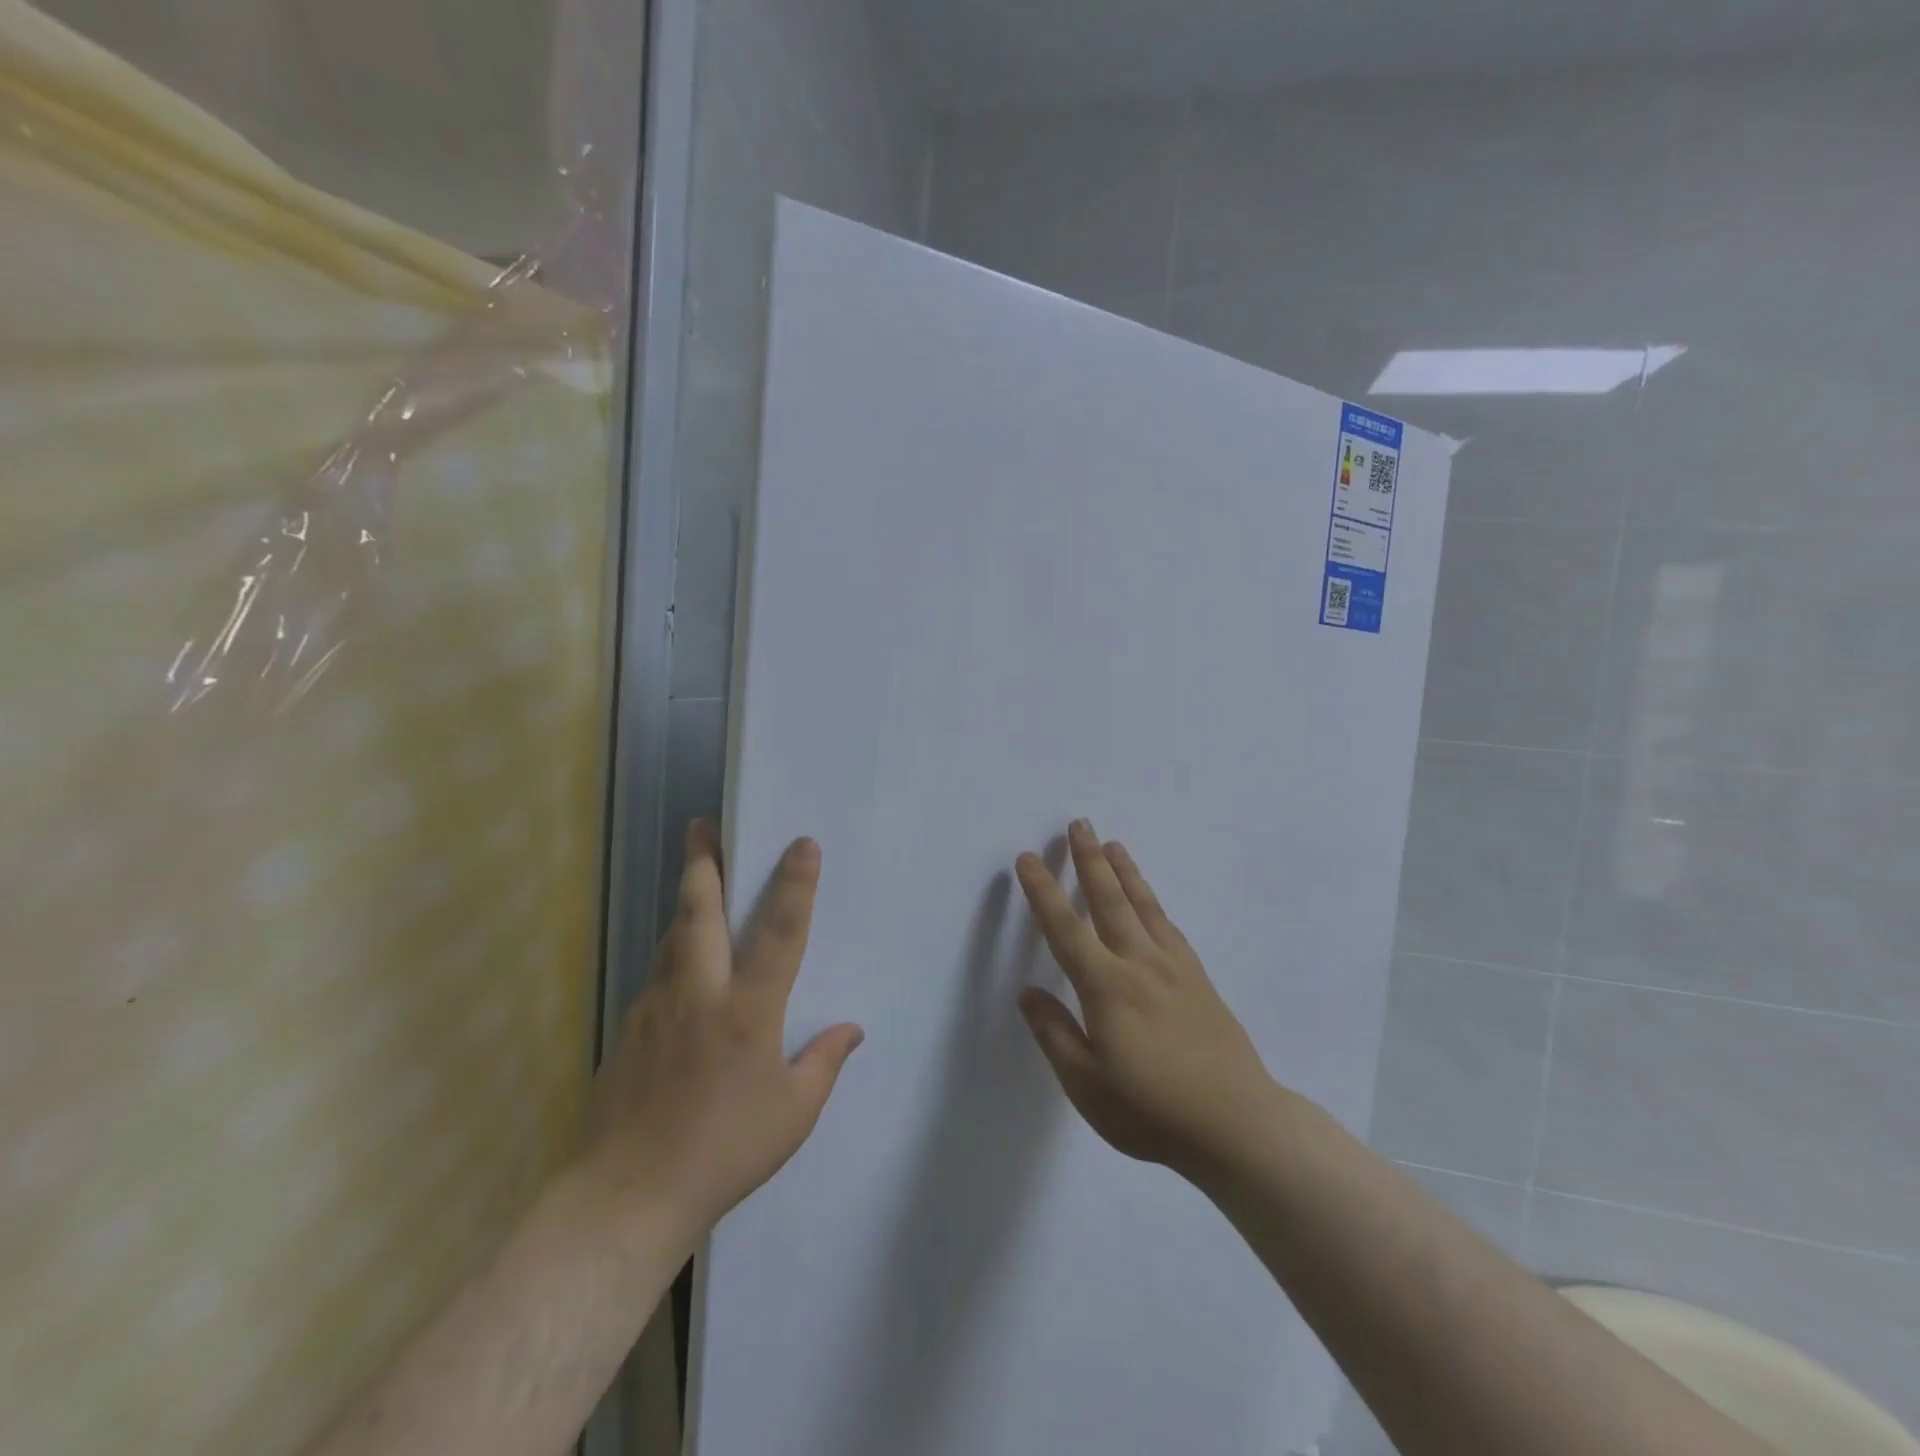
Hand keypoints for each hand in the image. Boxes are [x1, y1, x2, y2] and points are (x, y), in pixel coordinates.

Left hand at [579, 821, 863, 1244]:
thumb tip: (852, 1029)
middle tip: (702, 825)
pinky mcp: (628, 1027)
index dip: (795, 885)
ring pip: (672, 936)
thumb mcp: (792, 1115)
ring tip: (698, 878)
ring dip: (687, 902)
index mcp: (747, 1011)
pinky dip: (673, 952)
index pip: (780, 933)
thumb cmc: (724, 1153)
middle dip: (704, 862)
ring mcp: (656, 1007)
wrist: (626, 1197)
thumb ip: (823, 1063)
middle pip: (700, 911)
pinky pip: (657, 973)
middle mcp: (699, 994)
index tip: (803, 844)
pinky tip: (682, 965)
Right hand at [1014, 819, 1284, 1179]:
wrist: (1239, 1125)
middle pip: (1109, 901)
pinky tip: (1150, 900)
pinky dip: (1154, 903)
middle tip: (1079, 824)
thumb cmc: (1152, 1111)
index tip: (1029, 859)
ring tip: (1112, 844)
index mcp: (1106, 988)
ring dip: (1124, 872)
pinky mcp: (1199, 979)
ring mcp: (1174, 968)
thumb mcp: (1087, 1086)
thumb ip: (1055, 1034)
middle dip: (1089, 861)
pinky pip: (1170, 927)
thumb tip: (1028, 992)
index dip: (1043, 892)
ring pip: (1143, 906)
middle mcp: (1139, 964)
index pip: (1065, 928)